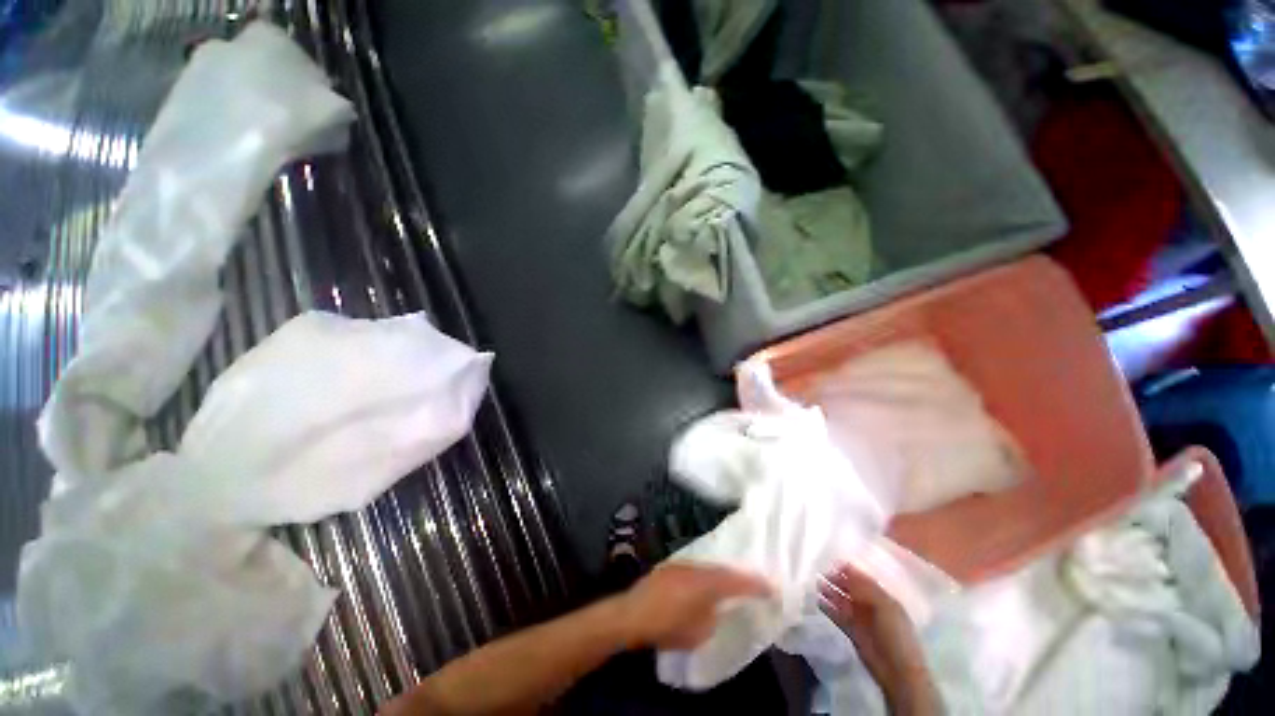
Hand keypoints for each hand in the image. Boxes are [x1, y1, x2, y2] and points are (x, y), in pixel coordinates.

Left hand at [617, 563, 770, 650]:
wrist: (632, 614)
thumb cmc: (667, 626)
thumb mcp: (698, 632)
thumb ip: (713, 616)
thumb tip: (717, 608)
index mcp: (706, 583)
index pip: (737, 581)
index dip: (756, 584)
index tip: (771, 588)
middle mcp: (696, 567)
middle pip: (723, 569)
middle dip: (738, 577)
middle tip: (753, 584)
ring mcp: (681, 564)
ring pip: (708, 567)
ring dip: (720, 575)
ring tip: (731, 585)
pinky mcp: (670, 567)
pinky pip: (695, 568)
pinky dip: (705, 576)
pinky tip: (705, 585)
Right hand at [820, 565, 940, 715]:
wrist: (896, 669)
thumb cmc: (895, 633)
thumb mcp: (884, 605)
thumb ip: (865, 586)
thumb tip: (846, 566)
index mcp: (883, 598)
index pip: (863, 580)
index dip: (849, 571)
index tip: (833, 562)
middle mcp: (871, 606)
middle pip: (851, 589)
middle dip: (837, 580)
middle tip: (821, 572)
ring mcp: (861, 620)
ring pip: (842, 601)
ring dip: (830, 593)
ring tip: (816, 584)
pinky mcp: (851, 632)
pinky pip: (838, 616)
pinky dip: (828, 608)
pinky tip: (818, 600)